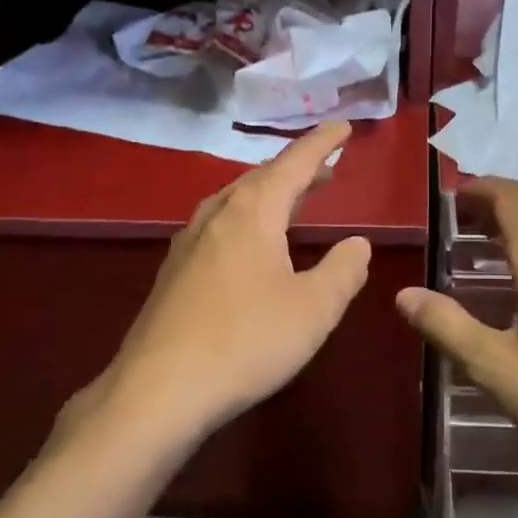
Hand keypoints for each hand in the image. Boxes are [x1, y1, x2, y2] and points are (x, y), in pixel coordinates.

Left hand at [84, 120, 371, 449]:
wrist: (159, 390)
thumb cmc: (246, 341)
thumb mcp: (313, 309)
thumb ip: (343, 271)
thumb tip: (357, 243)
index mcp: (252, 212)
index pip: (294, 163)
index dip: (321, 144)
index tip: (343, 127)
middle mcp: (216, 216)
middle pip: (261, 179)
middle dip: (296, 170)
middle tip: (326, 170)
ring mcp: (188, 244)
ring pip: (234, 202)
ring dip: (268, 195)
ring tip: (292, 202)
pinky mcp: (173, 273)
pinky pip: (217, 227)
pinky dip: (245, 220)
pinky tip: (248, 246)